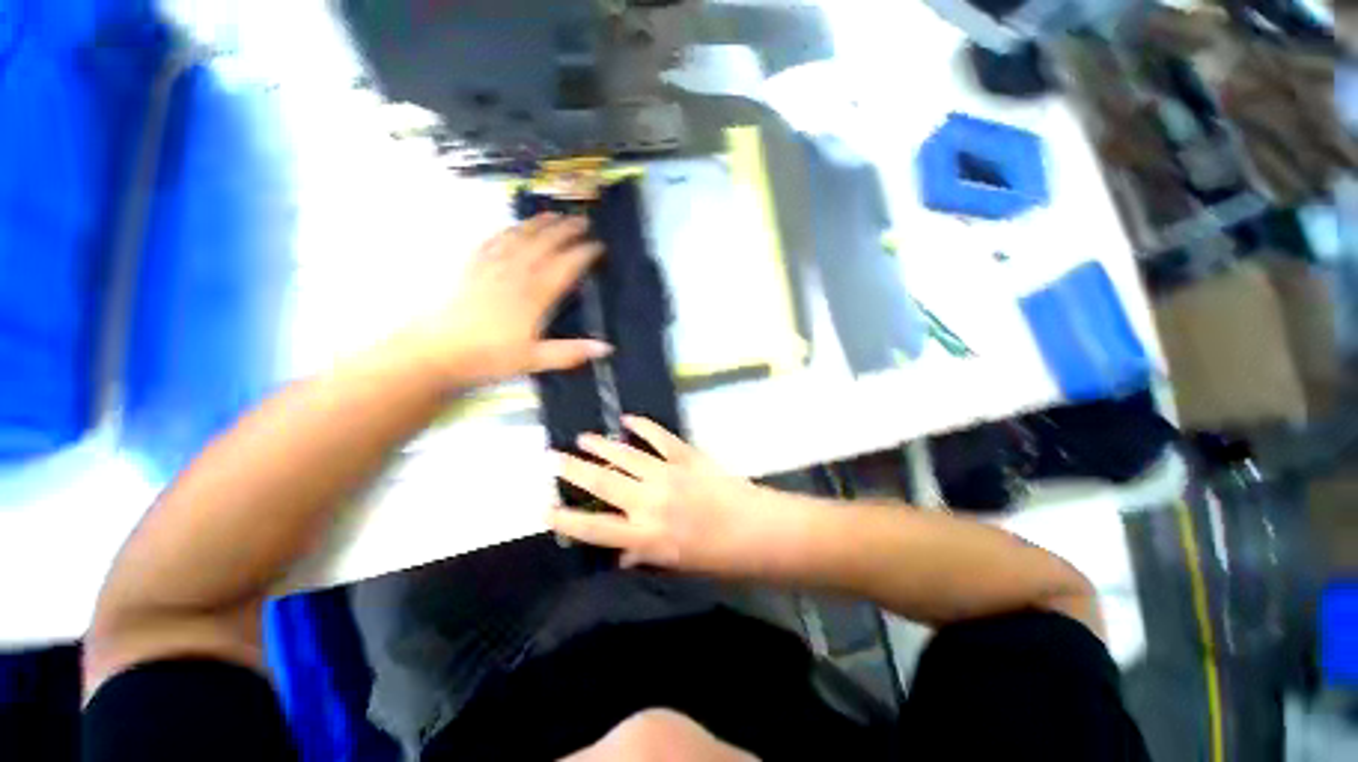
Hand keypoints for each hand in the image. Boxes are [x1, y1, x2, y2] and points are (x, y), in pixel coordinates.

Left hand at [396, 213, 609, 385]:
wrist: (436, 351)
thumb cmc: (489, 357)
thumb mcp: (534, 360)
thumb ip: (570, 352)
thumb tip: (607, 348)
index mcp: (534, 295)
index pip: (565, 267)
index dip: (584, 254)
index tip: (599, 246)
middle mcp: (515, 274)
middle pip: (544, 244)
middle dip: (566, 230)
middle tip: (582, 220)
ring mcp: (491, 267)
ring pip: (520, 237)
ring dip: (539, 224)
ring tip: (554, 214)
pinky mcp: (471, 267)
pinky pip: (493, 241)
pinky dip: (507, 230)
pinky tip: (513, 227)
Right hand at [548, 416, 777, 576]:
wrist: (758, 529)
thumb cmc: (720, 556)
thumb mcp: (678, 565)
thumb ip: (645, 554)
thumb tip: (620, 553)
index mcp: (646, 536)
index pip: (595, 528)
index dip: (566, 520)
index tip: (544, 509)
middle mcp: (650, 502)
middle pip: (603, 482)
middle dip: (574, 470)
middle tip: (552, 457)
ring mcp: (669, 474)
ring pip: (626, 456)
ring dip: (602, 445)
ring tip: (582, 438)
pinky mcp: (687, 456)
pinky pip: (660, 437)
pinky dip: (644, 426)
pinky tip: (628, 419)